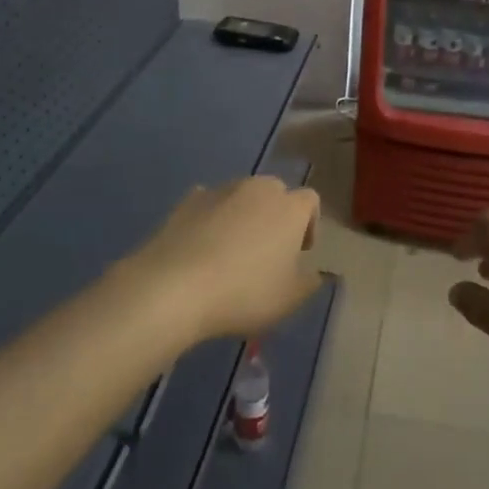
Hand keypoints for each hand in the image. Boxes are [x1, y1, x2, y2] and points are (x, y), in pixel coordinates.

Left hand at [121, 177, 321, 345]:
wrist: (175, 286)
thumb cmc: (244, 292)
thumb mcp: (289, 299)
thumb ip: (309, 283)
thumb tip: (313, 273)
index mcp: (290, 208)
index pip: (310, 201)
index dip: (309, 224)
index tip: (300, 252)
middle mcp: (258, 188)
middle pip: (275, 192)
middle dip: (275, 215)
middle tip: (267, 251)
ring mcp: (221, 190)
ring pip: (241, 196)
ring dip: (242, 216)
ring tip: (230, 252)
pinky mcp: (188, 200)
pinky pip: (209, 204)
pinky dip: (210, 219)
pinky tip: (201, 247)